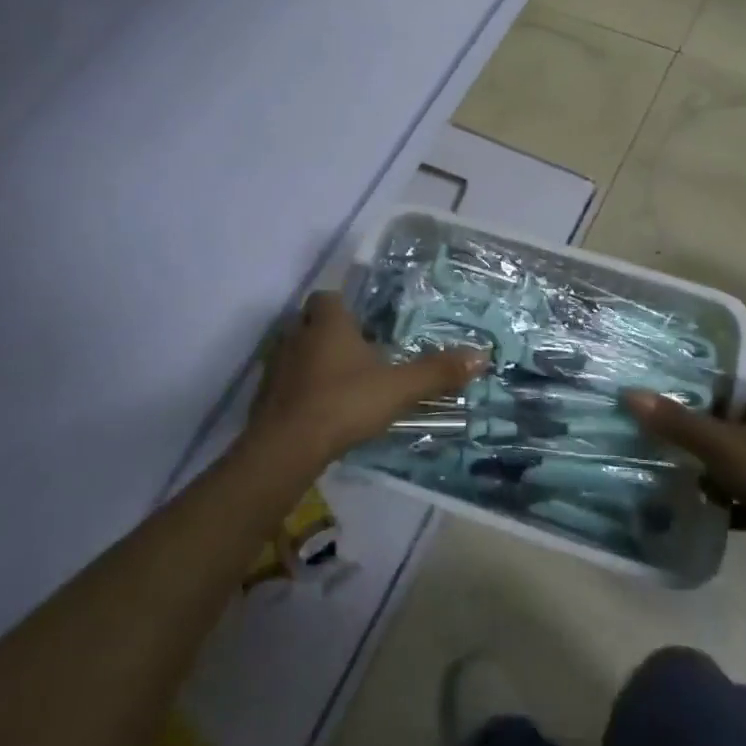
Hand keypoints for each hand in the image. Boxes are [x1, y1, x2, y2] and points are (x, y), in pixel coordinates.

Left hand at [244, 292, 484, 471]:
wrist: (286, 448)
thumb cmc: (343, 403)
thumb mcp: (398, 388)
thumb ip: (436, 372)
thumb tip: (482, 355)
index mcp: (327, 322)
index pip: (327, 297)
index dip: (342, 308)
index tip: (361, 327)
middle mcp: (296, 335)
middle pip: (309, 323)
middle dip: (328, 335)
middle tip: (355, 356)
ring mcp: (275, 366)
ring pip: (295, 353)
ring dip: (312, 364)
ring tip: (340, 386)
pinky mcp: (263, 397)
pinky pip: (284, 384)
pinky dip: (299, 392)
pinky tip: (318, 412)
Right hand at [624, 389, 745, 557]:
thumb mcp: (718, 446)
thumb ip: (676, 422)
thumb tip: (631, 394)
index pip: (739, 394)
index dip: (708, 399)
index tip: (678, 407)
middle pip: (743, 430)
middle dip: (713, 440)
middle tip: (678, 445)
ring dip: (724, 473)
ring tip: (691, 479)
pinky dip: (738, 502)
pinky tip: (714, 510)